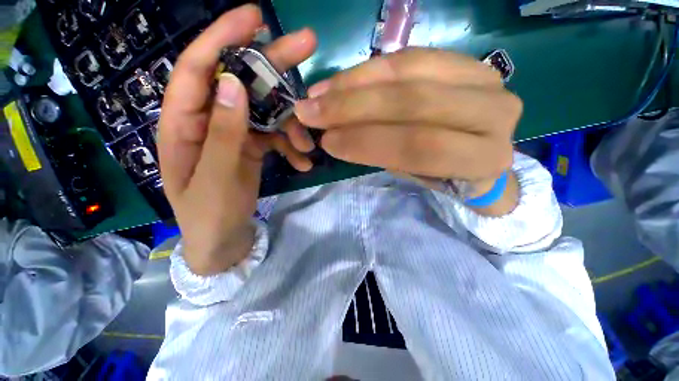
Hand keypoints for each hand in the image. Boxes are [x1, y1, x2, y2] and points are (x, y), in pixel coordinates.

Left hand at [159, 5, 316, 274]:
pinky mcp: (252, 147)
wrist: (223, 238)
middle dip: (273, 64)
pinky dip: (291, 146)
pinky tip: (303, 162)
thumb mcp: (215, 178)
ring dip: (292, 124)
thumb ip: (223, 134)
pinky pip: (275, 136)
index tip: (255, 17)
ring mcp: (235, 133)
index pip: (198, 68)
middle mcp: (210, 120)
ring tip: (308, 146)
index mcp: (184, 124)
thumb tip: (235, 85)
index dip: (223, 37)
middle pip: (241, 80)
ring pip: (267, 111)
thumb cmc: (209, 214)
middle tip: (307, 46)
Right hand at [294, 48, 522, 213]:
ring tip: (319, 94)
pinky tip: (341, 80)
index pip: (418, 146)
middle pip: (412, 102)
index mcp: (482, 157)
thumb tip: (337, 136)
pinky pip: (410, 57)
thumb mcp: (418, 176)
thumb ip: (386, 155)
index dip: (367, 142)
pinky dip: (371, 68)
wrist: (480, 155)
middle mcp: (493, 113)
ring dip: (355, 83)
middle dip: (353, 107)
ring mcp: (484, 79)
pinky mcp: (466, 61)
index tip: (327, 142)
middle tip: (310, 112)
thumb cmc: (447, 175)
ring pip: (409, 72)